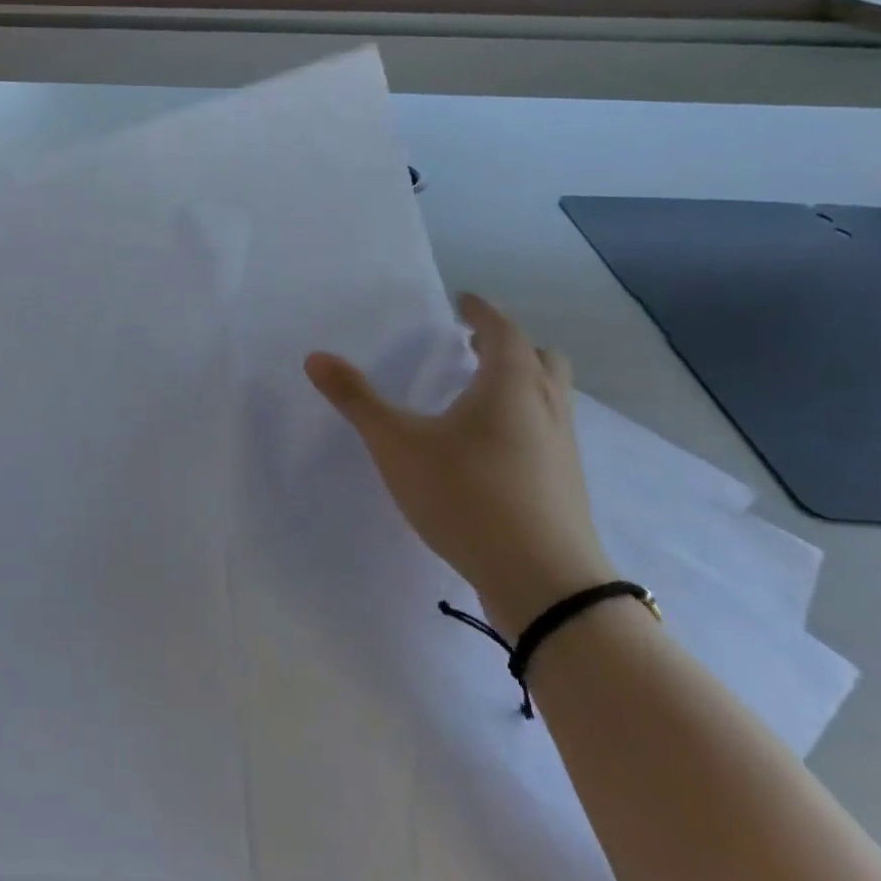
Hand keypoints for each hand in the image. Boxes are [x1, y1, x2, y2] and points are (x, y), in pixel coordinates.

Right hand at [305, 293, 612, 638]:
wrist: (543, 580)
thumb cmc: (466, 496)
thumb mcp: (397, 445)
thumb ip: (357, 399)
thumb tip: (316, 357)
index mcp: (510, 383)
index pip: (502, 328)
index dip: (480, 310)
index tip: (461, 300)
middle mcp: (546, 405)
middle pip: (539, 357)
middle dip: (507, 344)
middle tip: (472, 345)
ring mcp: (563, 446)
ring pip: (549, 395)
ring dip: (520, 381)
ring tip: (479, 392)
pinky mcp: (565, 482)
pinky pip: (547, 428)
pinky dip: (524, 416)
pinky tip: (492, 446)